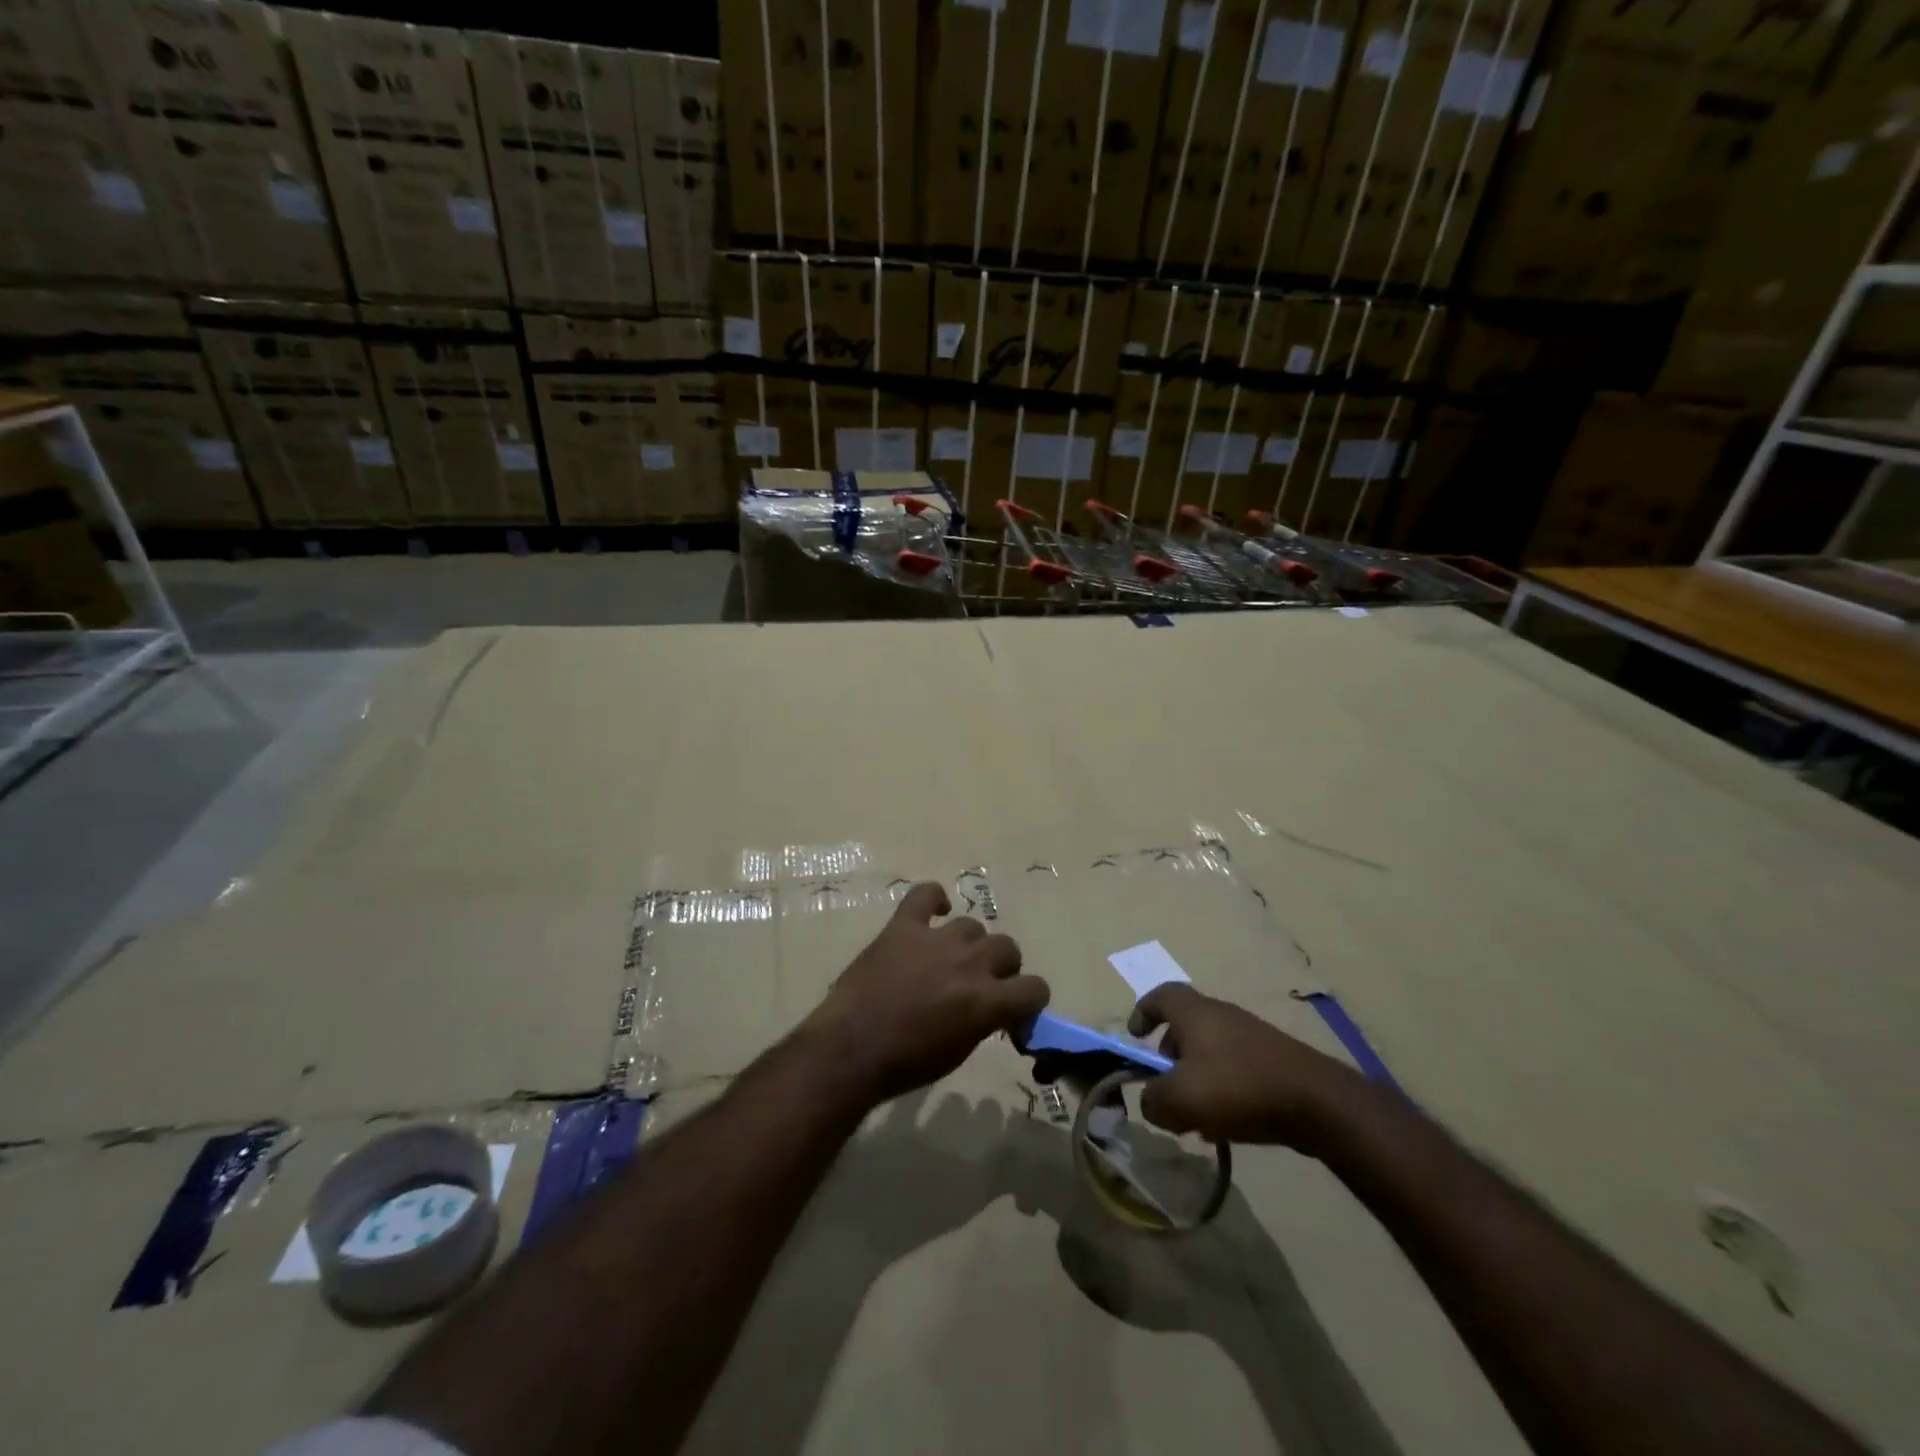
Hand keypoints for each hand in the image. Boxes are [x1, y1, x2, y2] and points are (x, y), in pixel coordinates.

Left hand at [805, 882, 1050, 1102]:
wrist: (850, 1049)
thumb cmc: (905, 1064)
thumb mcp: (958, 1052)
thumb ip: (984, 1022)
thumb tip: (993, 1009)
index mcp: (987, 1001)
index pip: (1035, 988)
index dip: (1030, 1000)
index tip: (1015, 1011)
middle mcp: (970, 963)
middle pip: (1007, 947)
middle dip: (1001, 967)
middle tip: (981, 984)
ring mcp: (936, 939)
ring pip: (972, 926)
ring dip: (968, 944)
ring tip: (950, 959)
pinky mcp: (903, 927)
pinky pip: (925, 894)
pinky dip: (933, 898)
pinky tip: (934, 911)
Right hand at [1128, 984, 1361, 1150]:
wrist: (1317, 1102)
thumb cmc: (1237, 1088)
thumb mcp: (1180, 1100)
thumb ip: (1153, 1100)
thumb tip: (1151, 1100)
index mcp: (1194, 1013)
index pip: (1161, 995)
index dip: (1143, 1012)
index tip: (1135, 1037)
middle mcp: (1221, 1015)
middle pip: (1185, 1028)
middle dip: (1170, 1059)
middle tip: (1166, 1091)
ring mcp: (1251, 1036)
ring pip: (1210, 1053)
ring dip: (1197, 1081)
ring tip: (1197, 1119)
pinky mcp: (1274, 1060)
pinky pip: (1236, 1069)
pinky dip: (1223, 1091)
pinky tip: (1228, 1126)